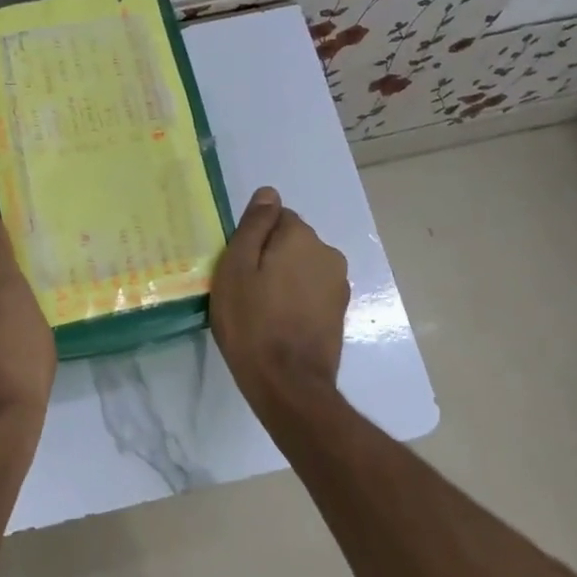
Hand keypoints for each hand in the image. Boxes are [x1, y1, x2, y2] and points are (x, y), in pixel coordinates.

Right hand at [210, 186, 350, 408]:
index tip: (238, 267)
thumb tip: (269, 192)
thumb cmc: (252, 322)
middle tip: (245, 290)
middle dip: (271, 257)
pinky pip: (311, 292)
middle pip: (291, 242)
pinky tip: (280, 323)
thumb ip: (255, 225)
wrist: (288, 383)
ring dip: (285, 279)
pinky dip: (296, 300)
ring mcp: (338, 285)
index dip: (253, 240)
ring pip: (302, 268)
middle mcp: (328, 253)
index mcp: (302, 237)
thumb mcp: (237, 267)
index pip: (275, 217)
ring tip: (262, 310)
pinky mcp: (339, 312)